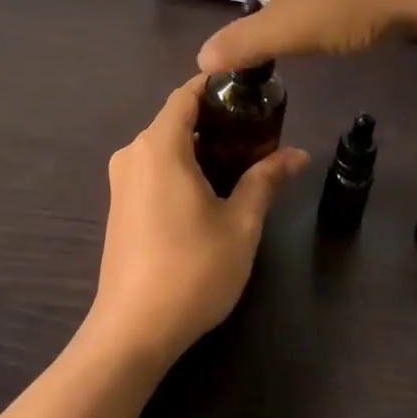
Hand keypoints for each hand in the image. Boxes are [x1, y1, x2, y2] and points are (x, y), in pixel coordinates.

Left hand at [86, 77, 308, 368]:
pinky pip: (153, 168)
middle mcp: (133, 153)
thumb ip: (265, 180)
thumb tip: (298, 154)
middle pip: (175, 119)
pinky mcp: (118, 205)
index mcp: (159, 145)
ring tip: (241, 163)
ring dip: (199, 147)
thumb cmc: (192, 270)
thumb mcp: (240, 224)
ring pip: (164, 146)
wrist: (133, 331)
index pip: (186, 94)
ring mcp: (121, 180)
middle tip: (258, 134)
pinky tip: (209, 190)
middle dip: (215, 120)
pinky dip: (180, 167)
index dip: (217, 86)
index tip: (251, 92)